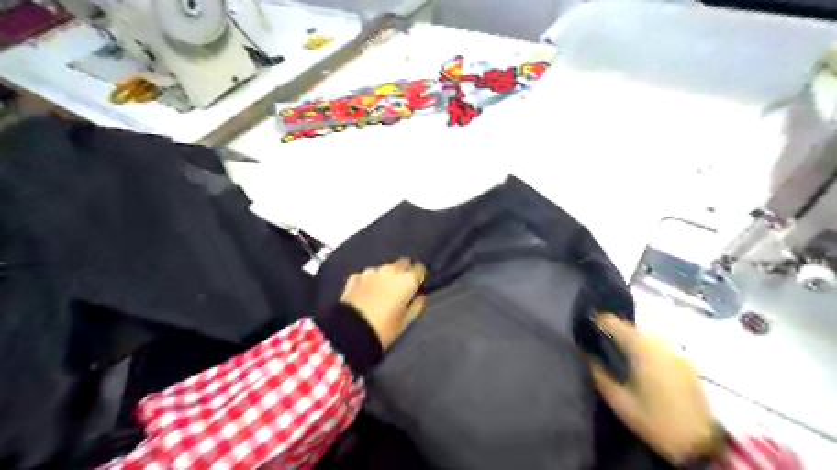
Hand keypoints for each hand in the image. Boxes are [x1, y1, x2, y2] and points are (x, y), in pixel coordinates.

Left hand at [340, 259, 427, 349]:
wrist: (350, 331)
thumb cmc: (384, 328)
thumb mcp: (406, 322)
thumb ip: (416, 306)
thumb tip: (419, 296)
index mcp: (407, 280)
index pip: (419, 269)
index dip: (419, 277)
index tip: (416, 286)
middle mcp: (390, 270)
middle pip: (402, 263)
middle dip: (404, 272)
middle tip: (400, 288)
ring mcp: (371, 272)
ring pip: (384, 269)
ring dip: (386, 276)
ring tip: (381, 291)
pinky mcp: (355, 276)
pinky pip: (367, 276)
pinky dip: (369, 282)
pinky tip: (366, 293)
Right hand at [587, 314, 711, 463]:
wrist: (699, 443)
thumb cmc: (653, 419)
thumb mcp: (618, 400)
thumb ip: (598, 373)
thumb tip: (587, 354)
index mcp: (640, 348)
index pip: (612, 321)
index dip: (596, 323)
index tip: (586, 332)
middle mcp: (658, 342)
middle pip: (629, 325)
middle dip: (613, 330)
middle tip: (600, 343)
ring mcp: (674, 350)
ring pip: (645, 333)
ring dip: (629, 337)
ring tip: (619, 352)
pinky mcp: (685, 360)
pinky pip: (658, 344)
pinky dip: (645, 346)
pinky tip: (640, 362)